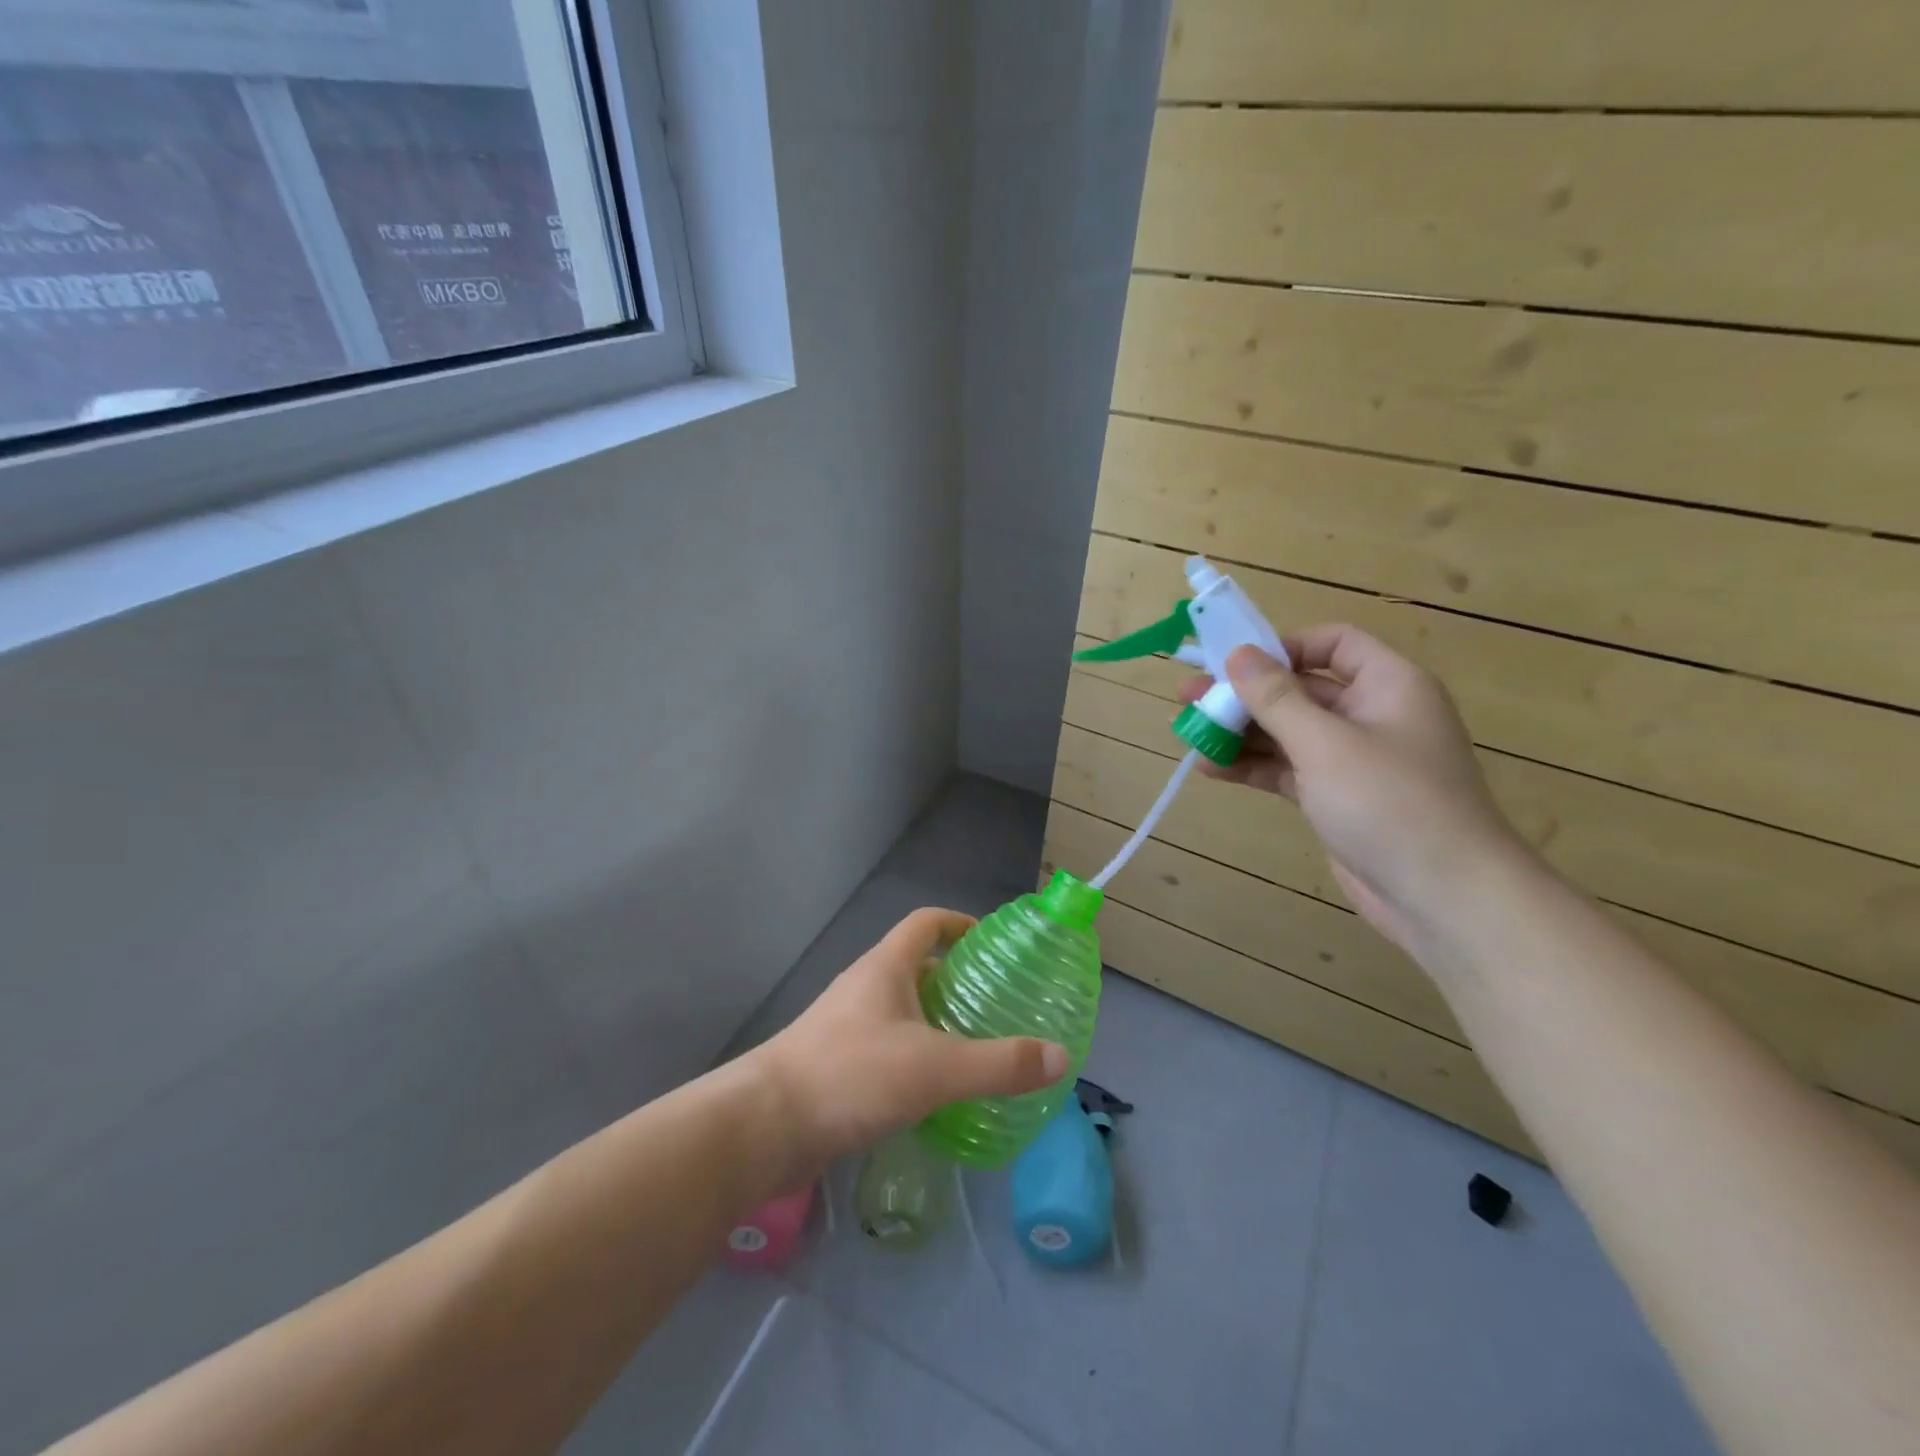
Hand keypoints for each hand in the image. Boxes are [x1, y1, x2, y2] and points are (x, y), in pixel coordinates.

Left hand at [752, 908, 1068, 1175]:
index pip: (927, 922)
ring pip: (904, 1011)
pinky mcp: (838, 1064)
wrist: (764, 1126)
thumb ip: (999, 1063)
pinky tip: (939, 1093)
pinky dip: (918, 1057)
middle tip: (1001, 1006)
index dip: (961, 923)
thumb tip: (1060, 1057)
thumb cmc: (851, 1075)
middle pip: (919, 966)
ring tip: (980, 1049)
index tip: (995, 945)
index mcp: (885, 967)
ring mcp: (848, 1026)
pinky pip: (890, 1047)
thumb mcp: (935, 1068)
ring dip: (939, 1023)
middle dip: (959, 981)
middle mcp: (866, 987)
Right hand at [1180, 626, 1525, 947]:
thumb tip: (1238, 654)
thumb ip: (1277, 698)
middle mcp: (1372, 715)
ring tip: (1190, 734)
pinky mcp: (1336, 798)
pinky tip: (1211, 768)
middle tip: (1188, 696)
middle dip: (1244, 694)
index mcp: (1388, 685)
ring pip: (1288, 732)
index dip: (1283, 647)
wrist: (1444, 897)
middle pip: (1300, 690)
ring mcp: (1353, 760)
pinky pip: (1288, 769)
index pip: (1334, 643)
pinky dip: (1253, 767)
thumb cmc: (1390, 803)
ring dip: (1241, 732)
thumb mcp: (1325, 743)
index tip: (1234, 663)